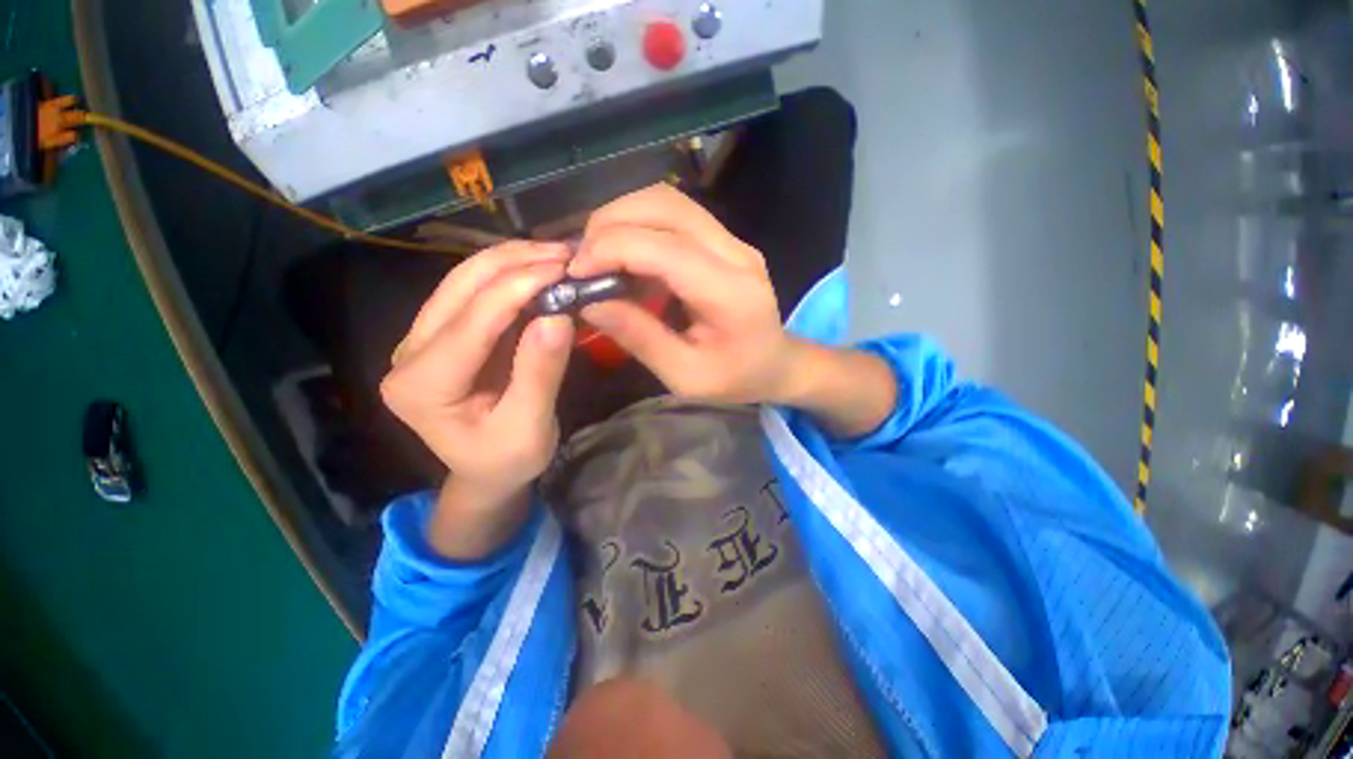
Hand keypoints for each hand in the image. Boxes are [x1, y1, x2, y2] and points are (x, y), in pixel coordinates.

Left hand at [380, 242, 574, 510]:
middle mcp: (410, 353)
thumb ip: (539, 375)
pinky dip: (511, 275)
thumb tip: (558, 316)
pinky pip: (476, 292)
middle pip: (459, 287)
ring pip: (464, 280)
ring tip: (557, 255)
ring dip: (512, 261)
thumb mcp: (529, 428)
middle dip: (514, 263)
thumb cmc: (507, 460)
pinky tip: (540, 270)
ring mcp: (423, 339)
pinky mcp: (445, 334)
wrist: (486, 471)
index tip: (564, 269)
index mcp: (422, 386)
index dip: (517, 288)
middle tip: (565, 254)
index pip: (471, 322)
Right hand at [569, 184, 800, 403]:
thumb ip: (639, 337)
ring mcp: (733, 241)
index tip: (575, 272)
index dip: (612, 249)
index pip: (665, 248)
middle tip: (582, 260)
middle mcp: (735, 254)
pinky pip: (675, 214)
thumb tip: (589, 303)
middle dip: (611, 223)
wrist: (776, 364)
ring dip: (622, 217)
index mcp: (730, 294)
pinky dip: (639, 223)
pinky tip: (624, 253)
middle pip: (666, 206)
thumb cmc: (735, 378)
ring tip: (597, 254)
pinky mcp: (724, 240)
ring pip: (668, 200)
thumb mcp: (685, 375)